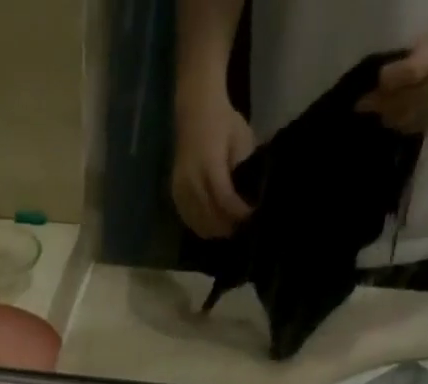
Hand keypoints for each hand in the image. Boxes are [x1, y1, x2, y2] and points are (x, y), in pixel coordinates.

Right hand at [172, 85, 254, 237]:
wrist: (195, 109)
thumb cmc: (223, 121)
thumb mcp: (241, 139)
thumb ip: (243, 167)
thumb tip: (249, 195)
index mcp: (210, 164)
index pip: (224, 199)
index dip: (238, 212)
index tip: (252, 216)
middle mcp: (192, 180)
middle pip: (210, 216)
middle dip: (227, 225)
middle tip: (242, 229)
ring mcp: (181, 188)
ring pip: (198, 221)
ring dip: (214, 229)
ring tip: (229, 230)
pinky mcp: (175, 193)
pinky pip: (188, 218)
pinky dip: (201, 226)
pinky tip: (212, 227)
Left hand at [358, 27, 427, 132]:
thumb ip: (409, 59)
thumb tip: (381, 80)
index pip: (409, 74)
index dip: (388, 79)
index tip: (374, 82)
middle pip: (399, 104)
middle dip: (377, 105)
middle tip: (361, 106)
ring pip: (402, 120)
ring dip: (386, 117)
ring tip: (377, 112)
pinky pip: (413, 128)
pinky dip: (400, 124)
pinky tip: (394, 119)